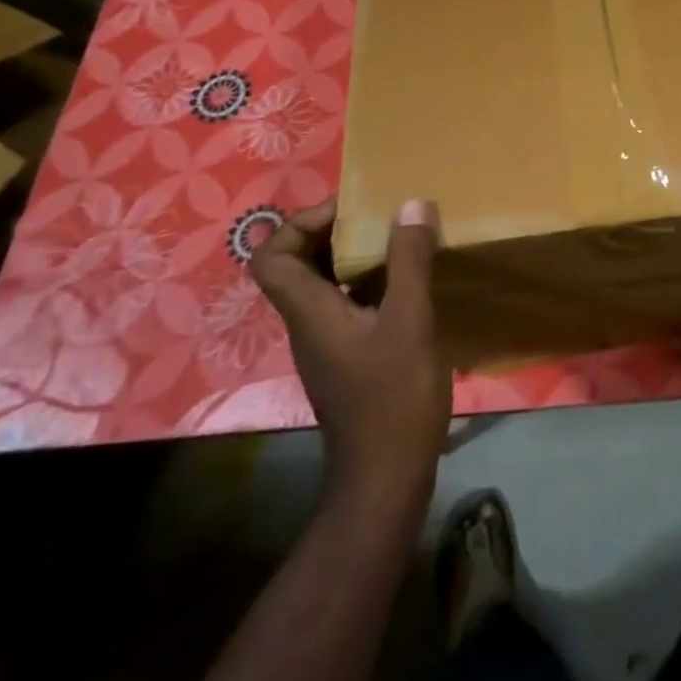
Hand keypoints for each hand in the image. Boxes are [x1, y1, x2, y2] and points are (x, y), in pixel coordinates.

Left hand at [251, 197, 452, 498]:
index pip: (270, 258)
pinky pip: (346, 304)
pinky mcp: (347, 358)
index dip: (299, 224)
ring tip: (399, 241)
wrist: (387, 477)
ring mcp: (326, 344)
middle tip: (379, 217)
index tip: (348, 210)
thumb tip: (411, 203)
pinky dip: (369, 283)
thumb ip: (410, 261)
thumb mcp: (409, 321)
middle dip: (333, 232)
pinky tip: (408, 284)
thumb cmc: (393, 396)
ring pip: (324, 285)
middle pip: (296, 265)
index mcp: (310, 312)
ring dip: (354, 256)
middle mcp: (308, 324)